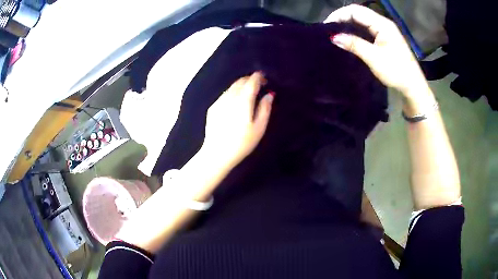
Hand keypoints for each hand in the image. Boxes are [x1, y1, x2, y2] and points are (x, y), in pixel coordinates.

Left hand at [202, 72, 273, 169]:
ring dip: (240, 85)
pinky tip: (235, 102)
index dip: (258, 77)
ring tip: (247, 92)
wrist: (217, 153)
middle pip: (240, 82)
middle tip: (257, 84)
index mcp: (243, 101)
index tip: (263, 77)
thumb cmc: (242, 143)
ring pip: (231, 87)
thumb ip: (265, 109)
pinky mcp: (213, 108)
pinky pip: (224, 94)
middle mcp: (230, 97)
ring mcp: (219, 102)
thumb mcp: (259, 128)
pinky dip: (232, 93)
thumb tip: (269, 94)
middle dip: (249, 79)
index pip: (251, 82)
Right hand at [326, 4, 428, 97]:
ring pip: (362, 21)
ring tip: (336, 33)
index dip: (339, 15)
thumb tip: (333, 37)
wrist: (413, 86)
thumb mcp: (374, 57)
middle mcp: (383, 23)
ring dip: (348, 25)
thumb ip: (354, 44)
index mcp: (382, 24)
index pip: (356, 10)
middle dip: (342, 19)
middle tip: (329, 30)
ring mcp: (384, 30)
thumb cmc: (396, 71)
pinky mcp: (385, 38)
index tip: (327, 26)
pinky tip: (349, 38)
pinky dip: (356, 31)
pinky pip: (367, 29)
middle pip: (358, 13)